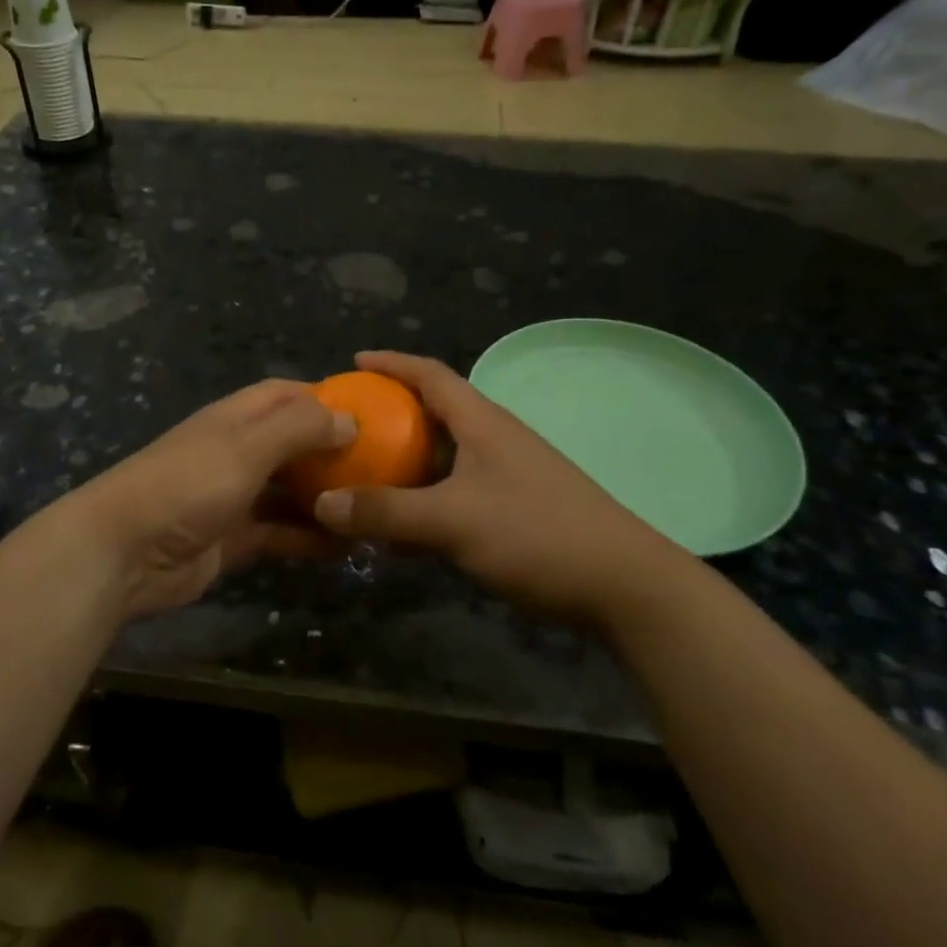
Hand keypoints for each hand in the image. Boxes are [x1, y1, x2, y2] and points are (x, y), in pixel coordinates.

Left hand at [62, 380, 354, 619]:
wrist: (122, 552)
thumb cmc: (186, 484)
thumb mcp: (246, 446)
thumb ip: (299, 429)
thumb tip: (350, 420)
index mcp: (236, 418)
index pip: (286, 395)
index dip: (325, 398)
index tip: (371, 412)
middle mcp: (237, 452)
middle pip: (293, 444)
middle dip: (333, 453)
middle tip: (385, 468)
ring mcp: (234, 497)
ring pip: (290, 492)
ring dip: (325, 498)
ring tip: (373, 509)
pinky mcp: (233, 539)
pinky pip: (280, 532)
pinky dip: (309, 537)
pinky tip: (345, 546)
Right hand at [310, 351, 689, 624]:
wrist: (624, 585)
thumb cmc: (537, 534)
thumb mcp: (452, 521)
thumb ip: (386, 512)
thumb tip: (322, 503)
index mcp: (482, 422)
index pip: (431, 375)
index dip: (392, 363)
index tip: (354, 360)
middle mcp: (495, 438)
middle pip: (436, 411)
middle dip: (392, 411)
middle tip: (349, 424)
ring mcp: (509, 474)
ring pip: (446, 454)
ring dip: (408, 457)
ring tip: (366, 469)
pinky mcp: (517, 507)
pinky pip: (457, 487)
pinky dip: (427, 493)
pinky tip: (406, 520)